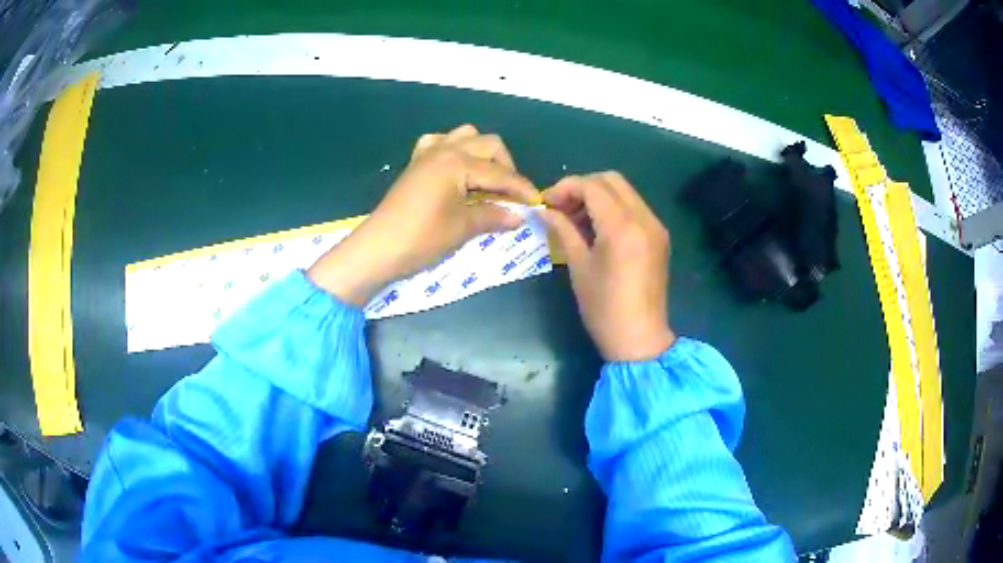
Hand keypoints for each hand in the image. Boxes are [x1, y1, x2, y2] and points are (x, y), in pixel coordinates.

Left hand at [308, 125, 538, 305]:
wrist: (377, 248)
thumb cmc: (421, 238)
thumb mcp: (461, 228)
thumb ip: (493, 215)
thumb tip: (519, 216)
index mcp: (457, 162)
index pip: (500, 172)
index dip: (521, 188)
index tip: (537, 203)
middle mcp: (445, 149)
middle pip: (488, 144)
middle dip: (506, 166)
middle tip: (510, 194)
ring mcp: (427, 153)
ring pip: (465, 135)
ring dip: (482, 153)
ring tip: (486, 180)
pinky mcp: (416, 163)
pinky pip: (439, 143)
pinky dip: (454, 150)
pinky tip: (456, 170)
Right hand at [540, 172, 675, 361]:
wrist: (640, 339)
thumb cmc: (603, 308)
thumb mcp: (578, 266)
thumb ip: (563, 230)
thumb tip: (545, 211)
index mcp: (622, 227)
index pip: (591, 186)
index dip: (565, 188)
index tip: (546, 202)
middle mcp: (644, 218)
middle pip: (611, 180)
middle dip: (582, 187)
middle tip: (561, 207)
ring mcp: (655, 226)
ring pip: (624, 191)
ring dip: (598, 196)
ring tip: (576, 218)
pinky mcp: (659, 236)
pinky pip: (634, 208)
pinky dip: (613, 208)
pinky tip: (597, 228)